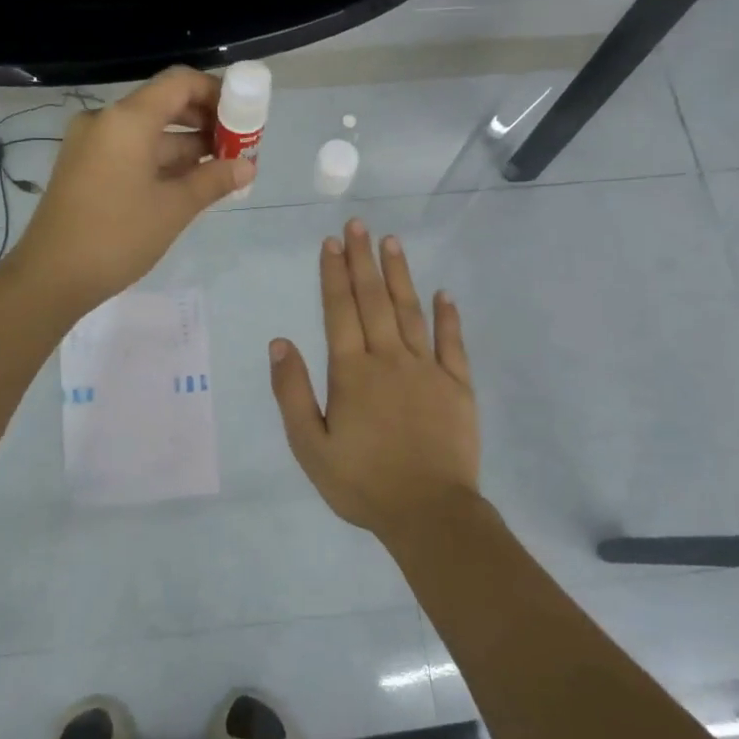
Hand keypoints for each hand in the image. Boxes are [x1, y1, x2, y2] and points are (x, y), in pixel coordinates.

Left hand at [13, 67, 252, 310]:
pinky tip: (189, 183)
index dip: (216, 92)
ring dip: (185, 146)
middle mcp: (105, 121)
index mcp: (127, 120)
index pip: (179, 83)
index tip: (243, 116)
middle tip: (238, 147)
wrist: (50, 277)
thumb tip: (247, 166)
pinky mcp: (85, 168)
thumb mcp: (173, 208)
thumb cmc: (117, 236)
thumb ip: (213, 180)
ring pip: (148, 132)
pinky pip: (131, 152)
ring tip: (221, 170)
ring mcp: (91, 145)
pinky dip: (160, 161)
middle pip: (164, 105)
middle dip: (204, 122)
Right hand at [269, 220, 479, 538]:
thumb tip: (280, 342)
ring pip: (411, 312)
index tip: (332, 242)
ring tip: (392, 242)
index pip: (339, 311)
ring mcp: (427, 370)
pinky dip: (448, 317)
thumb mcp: (310, 446)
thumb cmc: (362, 482)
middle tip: (359, 224)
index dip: (334, 274)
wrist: (429, 514)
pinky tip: (443, 294)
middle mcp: (389, 360)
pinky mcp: (458, 387)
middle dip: (363, 260)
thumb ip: (293, 392)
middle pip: (374, 300)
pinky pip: (452, 343)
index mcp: (352, 372)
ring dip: (400, 275)